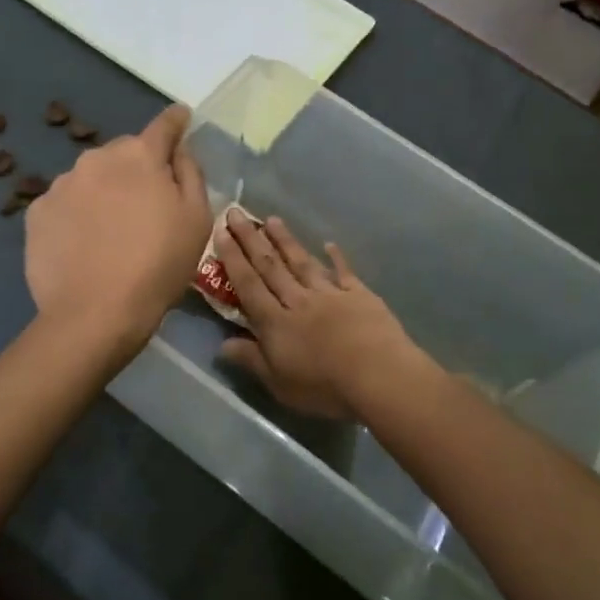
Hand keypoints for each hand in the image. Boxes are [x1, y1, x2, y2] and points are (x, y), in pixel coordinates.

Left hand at [25, 103, 211, 351]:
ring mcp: (61, 184)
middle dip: (137, 168)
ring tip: (111, 231)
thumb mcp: (197, 220)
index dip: (176, 121)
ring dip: (104, 192)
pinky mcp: (37, 212)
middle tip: (147, 204)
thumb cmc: (158, 265)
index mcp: (139, 156)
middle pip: (124, 153)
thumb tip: (179, 150)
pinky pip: (66, 203)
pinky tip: (84, 244)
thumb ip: (191, 174)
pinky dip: (77, 214)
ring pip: (92, 178)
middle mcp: (96, 158)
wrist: (95, 314)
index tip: (181, 118)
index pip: (163, 126)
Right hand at [214, 210, 425, 419]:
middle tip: (237, 212)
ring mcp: (330, 294)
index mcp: (275, 322)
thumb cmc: (324, 387)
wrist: (378, 375)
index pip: (248, 285)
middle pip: (271, 266)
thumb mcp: (279, 383)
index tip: (222, 232)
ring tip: (272, 220)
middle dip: (252, 239)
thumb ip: (251, 359)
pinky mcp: (359, 295)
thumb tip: (222, 344)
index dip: (233, 259)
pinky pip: (343, 272)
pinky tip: (329, 244)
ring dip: (285, 241)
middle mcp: (299, 300)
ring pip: (302, 262)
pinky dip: (336, 258)